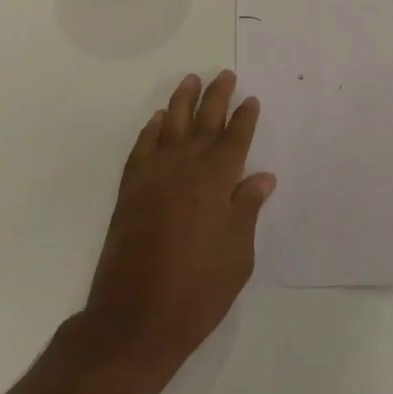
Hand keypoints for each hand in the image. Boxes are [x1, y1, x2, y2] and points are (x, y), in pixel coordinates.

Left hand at [82, 71, 274, 384]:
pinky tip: (160, 120)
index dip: (245, 118)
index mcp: (216, 181)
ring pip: (171, 126)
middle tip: (225, 75)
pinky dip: (152, 129)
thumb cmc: (197, 290)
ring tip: (191, 80)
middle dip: (217, 97)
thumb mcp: (238, 255)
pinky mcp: (130, 190)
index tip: (251, 100)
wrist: (134, 318)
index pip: (235, 139)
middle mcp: (185, 168)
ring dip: (183, 101)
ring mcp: (153, 177)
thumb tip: (262, 177)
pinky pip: (142, 148)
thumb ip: (247, 210)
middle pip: (204, 122)